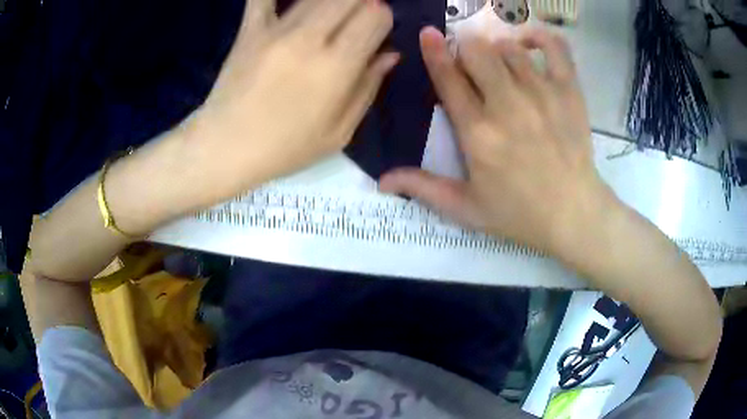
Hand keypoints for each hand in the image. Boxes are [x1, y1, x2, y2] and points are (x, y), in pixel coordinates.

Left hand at [178, 0, 397, 206]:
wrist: (225, 147)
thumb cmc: (285, 148)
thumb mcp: (339, 133)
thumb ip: (368, 88)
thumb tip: (390, 54)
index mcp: (337, 66)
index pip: (376, 16)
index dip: (382, 18)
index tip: (375, 29)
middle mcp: (310, 39)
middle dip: (362, 3)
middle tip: (354, 19)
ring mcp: (277, 30)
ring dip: (333, 1)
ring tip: (329, 15)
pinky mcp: (250, 29)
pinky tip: (287, 2)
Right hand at [380, 27, 617, 256]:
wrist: (573, 215)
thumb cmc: (519, 214)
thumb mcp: (466, 209)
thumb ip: (423, 188)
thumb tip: (382, 180)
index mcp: (477, 132)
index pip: (448, 78)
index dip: (434, 52)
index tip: (429, 33)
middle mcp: (507, 105)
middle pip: (477, 51)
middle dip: (467, 50)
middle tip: (472, 62)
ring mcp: (541, 93)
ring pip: (509, 47)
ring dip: (498, 50)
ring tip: (502, 66)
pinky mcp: (569, 91)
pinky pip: (554, 47)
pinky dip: (539, 37)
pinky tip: (529, 42)